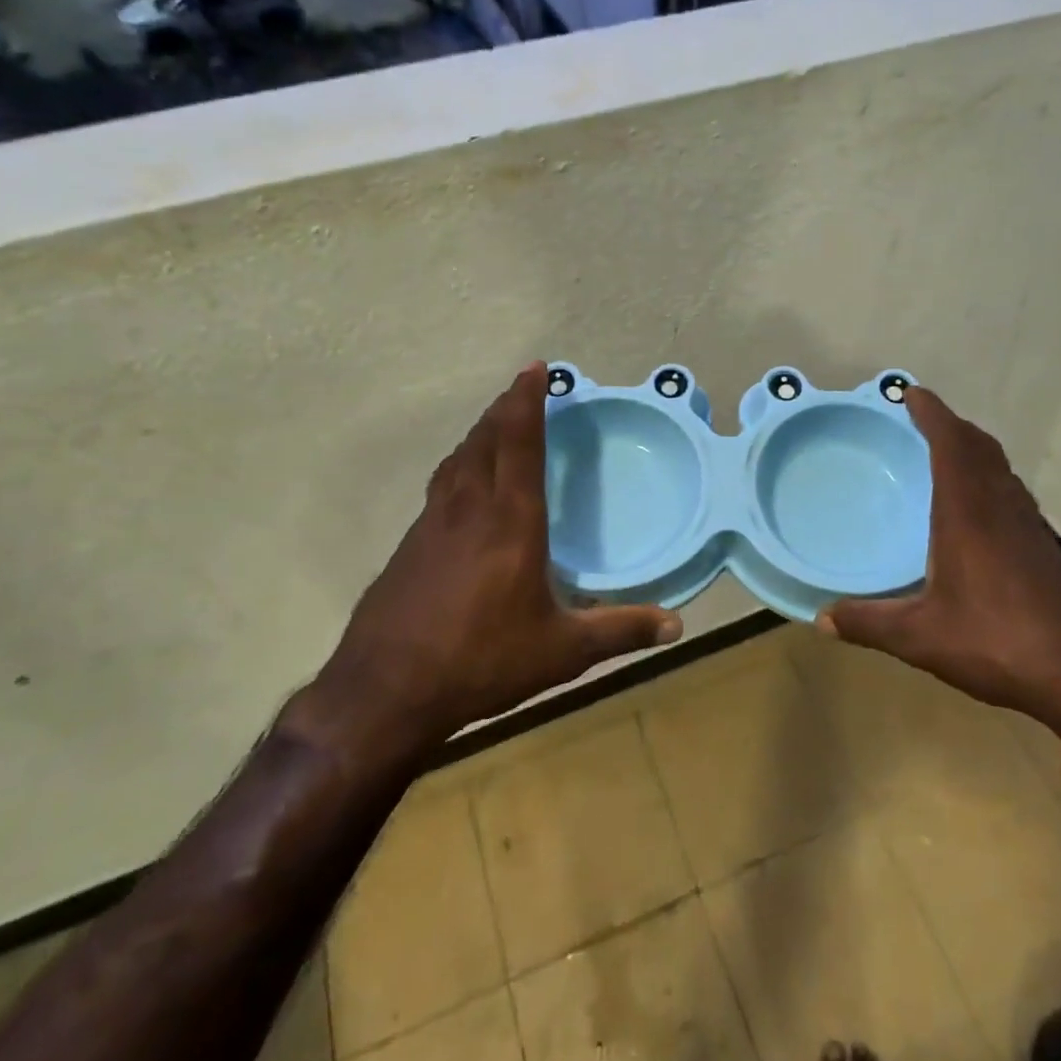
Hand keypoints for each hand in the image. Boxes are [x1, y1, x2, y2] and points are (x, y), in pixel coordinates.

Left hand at [316, 363, 682, 752]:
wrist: (384, 692)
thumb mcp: (562, 651)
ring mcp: (432, 525)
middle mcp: (469, 509)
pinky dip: (459, 467)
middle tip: (522, 388)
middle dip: (504, 408)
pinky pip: (441, 487)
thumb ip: (620, 631)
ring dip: (479, 434)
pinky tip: (465, 487)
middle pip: (484, 440)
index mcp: (510, 522)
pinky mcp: (409, 546)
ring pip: (457, 460)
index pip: (520, 443)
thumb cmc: (481, 662)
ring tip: (495, 424)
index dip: (528, 401)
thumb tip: (676, 626)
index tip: (536, 368)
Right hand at [817, 387, 1060, 733]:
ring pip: (1002, 471)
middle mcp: (1003, 509)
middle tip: (924, 421)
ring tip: (948, 457)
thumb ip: (869, 624)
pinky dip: (991, 483)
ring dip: (975, 452)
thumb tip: (821, 619)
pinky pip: (1013, 496)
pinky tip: (980, 515)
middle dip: (953, 427)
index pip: (951, 445)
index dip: (933, 414)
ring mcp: (1032, 529)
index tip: (912, 393)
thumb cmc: (999, 642)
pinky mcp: (1048, 551)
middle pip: (981, 449)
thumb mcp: (922, 637)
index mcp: (969, 514)